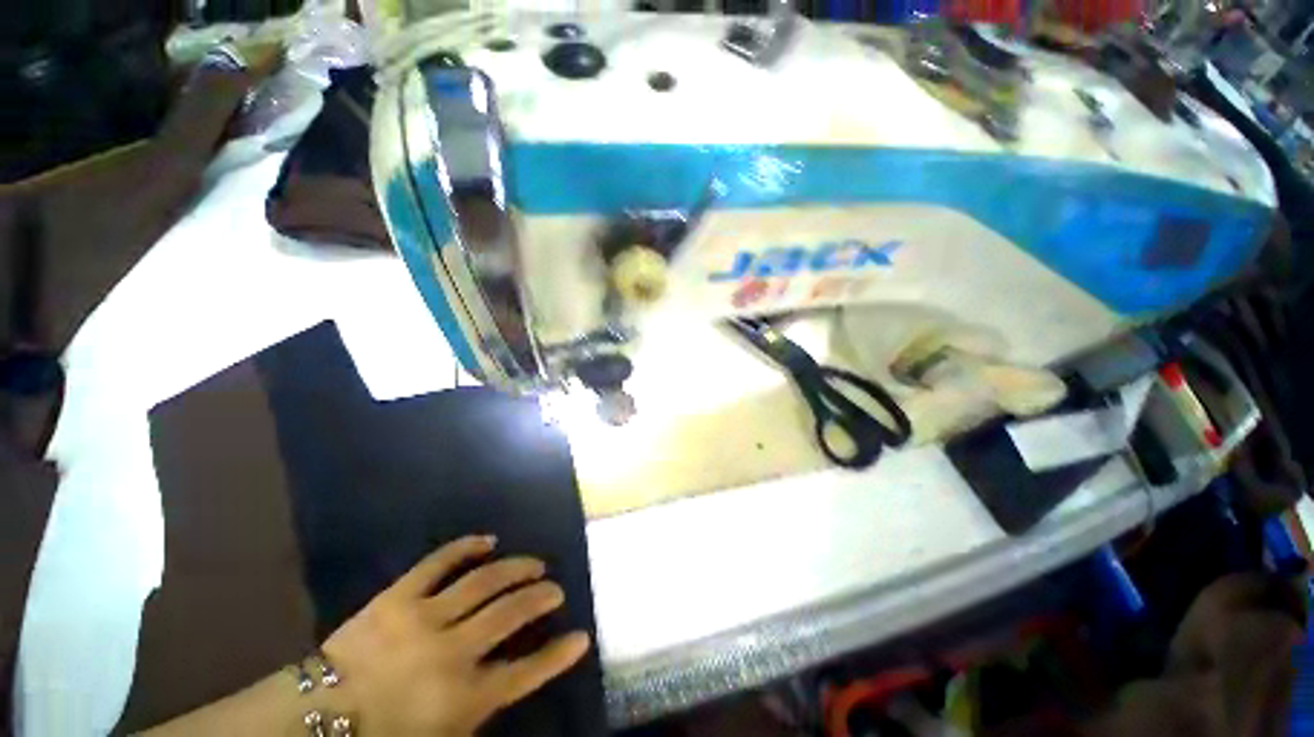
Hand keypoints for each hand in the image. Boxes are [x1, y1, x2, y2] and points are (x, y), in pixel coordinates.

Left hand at [320, 536, 590, 735]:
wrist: (317, 717)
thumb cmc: (386, 735)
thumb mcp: (442, 735)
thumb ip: (481, 708)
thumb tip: (513, 678)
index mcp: (461, 697)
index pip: (526, 672)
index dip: (558, 655)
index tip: (581, 637)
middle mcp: (452, 652)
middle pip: (511, 614)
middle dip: (541, 598)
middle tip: (555, 589)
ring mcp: (425, 618)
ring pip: (485, 581)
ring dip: (517, 569)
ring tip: (535, 565)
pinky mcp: (399, 596)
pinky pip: (439, 562)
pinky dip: (467, 547)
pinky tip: (488, 540)